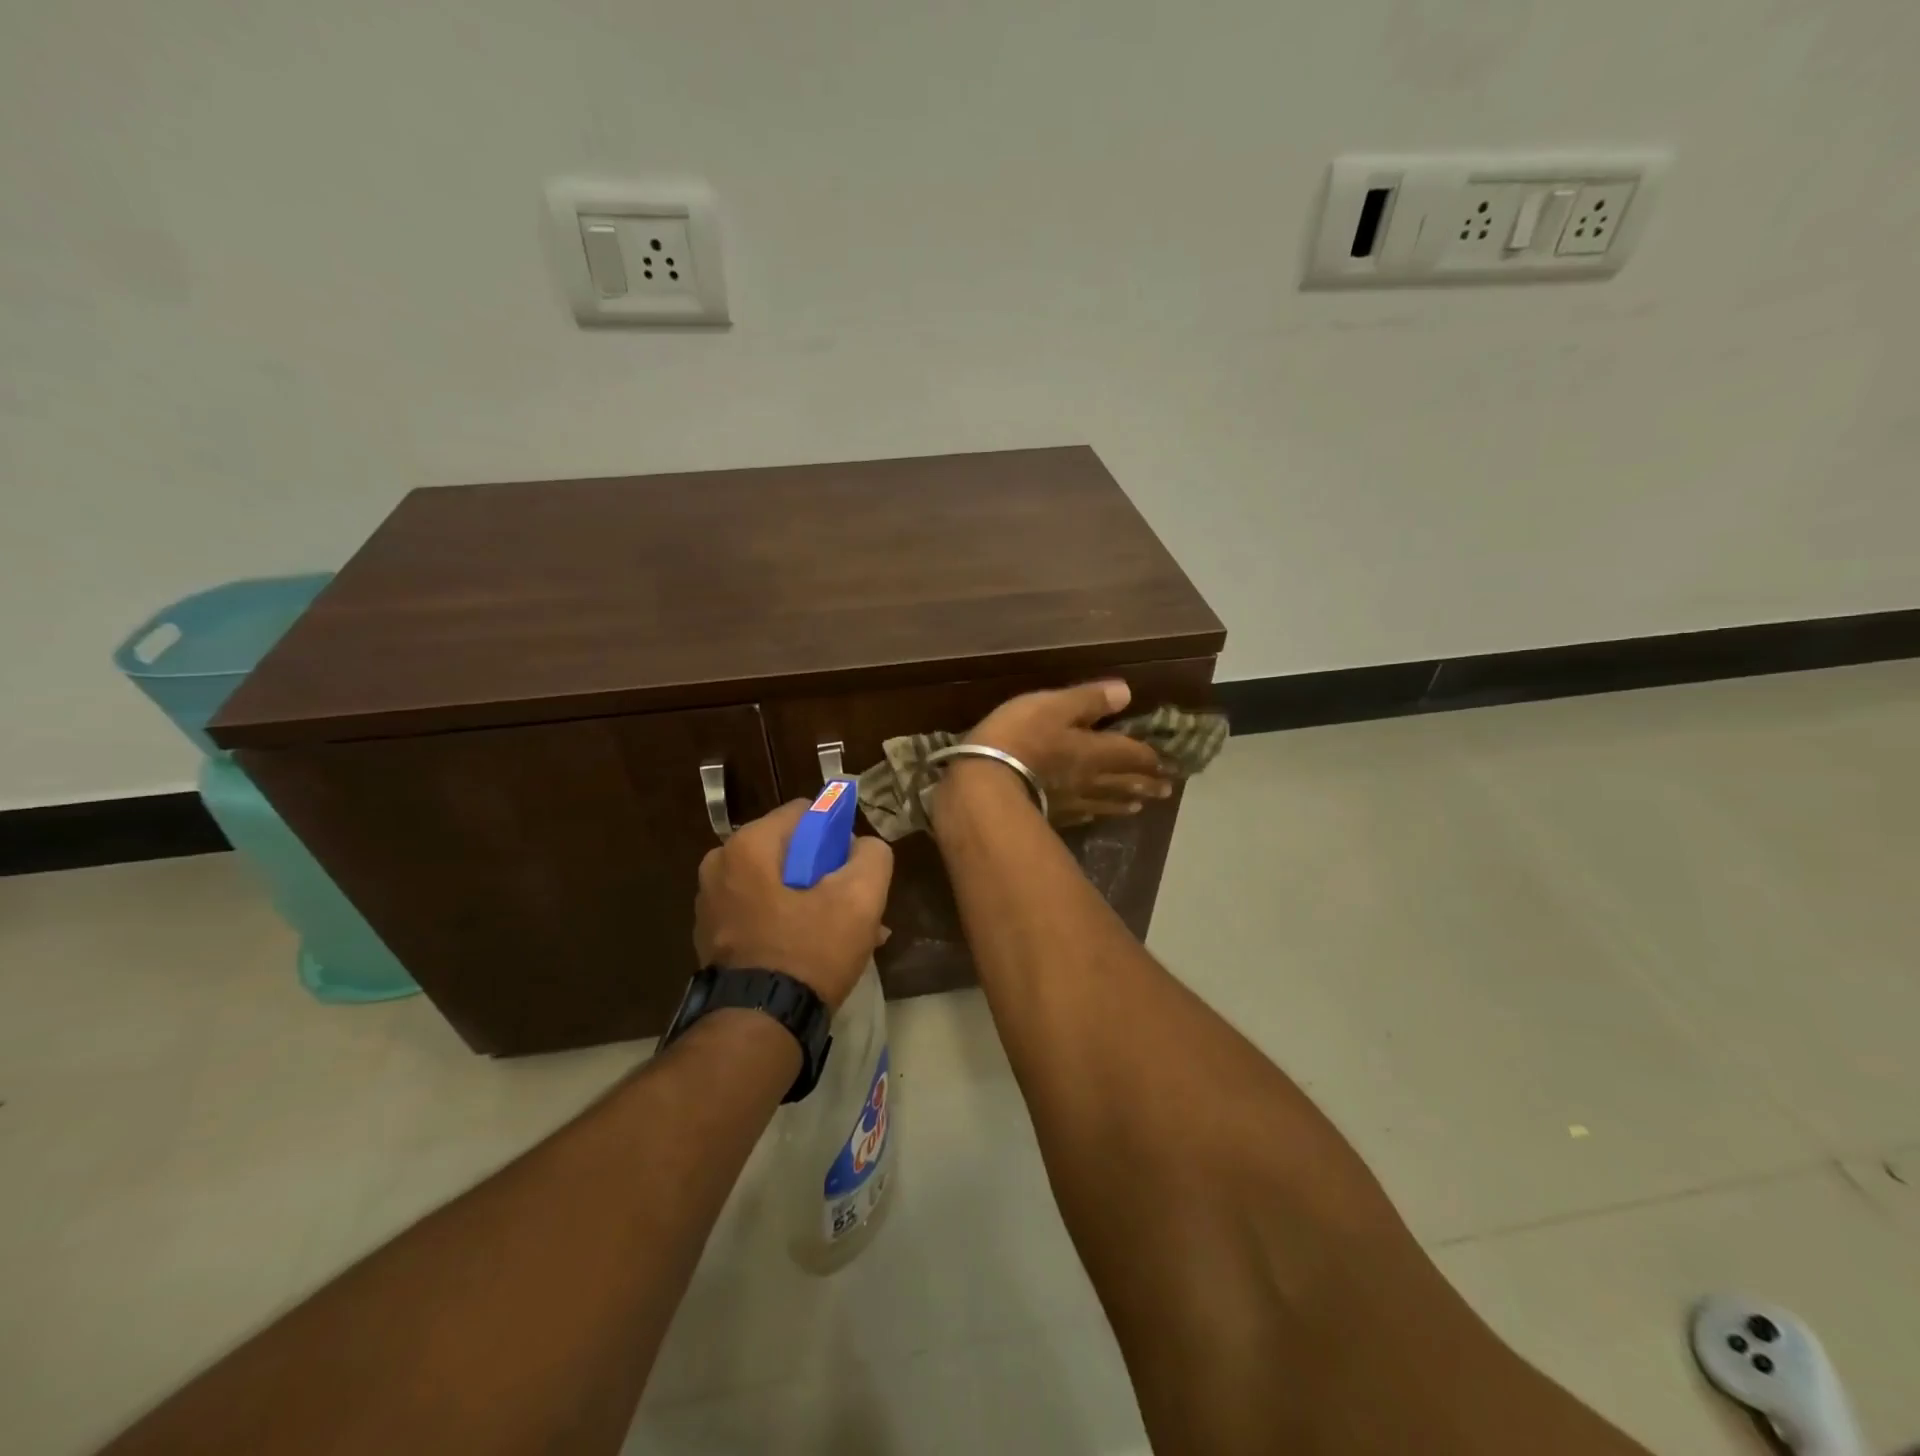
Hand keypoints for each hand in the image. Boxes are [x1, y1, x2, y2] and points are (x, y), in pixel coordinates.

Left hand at [694, 801, 893, 1009]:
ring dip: (812, 901)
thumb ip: (872, 854)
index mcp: (747, 844)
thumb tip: (862, 847)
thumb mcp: (860, 897)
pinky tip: (817, 951)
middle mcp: (719, 865)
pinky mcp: (712, 936)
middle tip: (853, 908)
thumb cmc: (809, 951)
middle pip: (791, 850)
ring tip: (843, 935)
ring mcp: (710, 902)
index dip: (837, 835)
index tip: (853, 870)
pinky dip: (788, 922)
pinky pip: (761, 912)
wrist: (759, 1026)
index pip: (806, 812)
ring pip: (778, 884)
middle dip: (826, 874)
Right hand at [964, 681, 1171, 820]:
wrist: (984, 785)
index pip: (1133, 754)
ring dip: (1124, 801)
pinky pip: (1079, 814)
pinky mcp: (1050, 816)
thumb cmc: (1020, 737)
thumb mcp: (1054, 706)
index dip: (1151, 757)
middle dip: (1146, 784)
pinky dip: (1093, 813)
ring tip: (1139, 806)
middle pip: (1124, 782)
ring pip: (1105, 802)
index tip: (1170, 763)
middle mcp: (1090, 780)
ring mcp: (1070, 802)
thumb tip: (1127, 693)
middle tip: (1166, 791)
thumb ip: (1089, 700)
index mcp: (1097, 751)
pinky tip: (1092, 816)